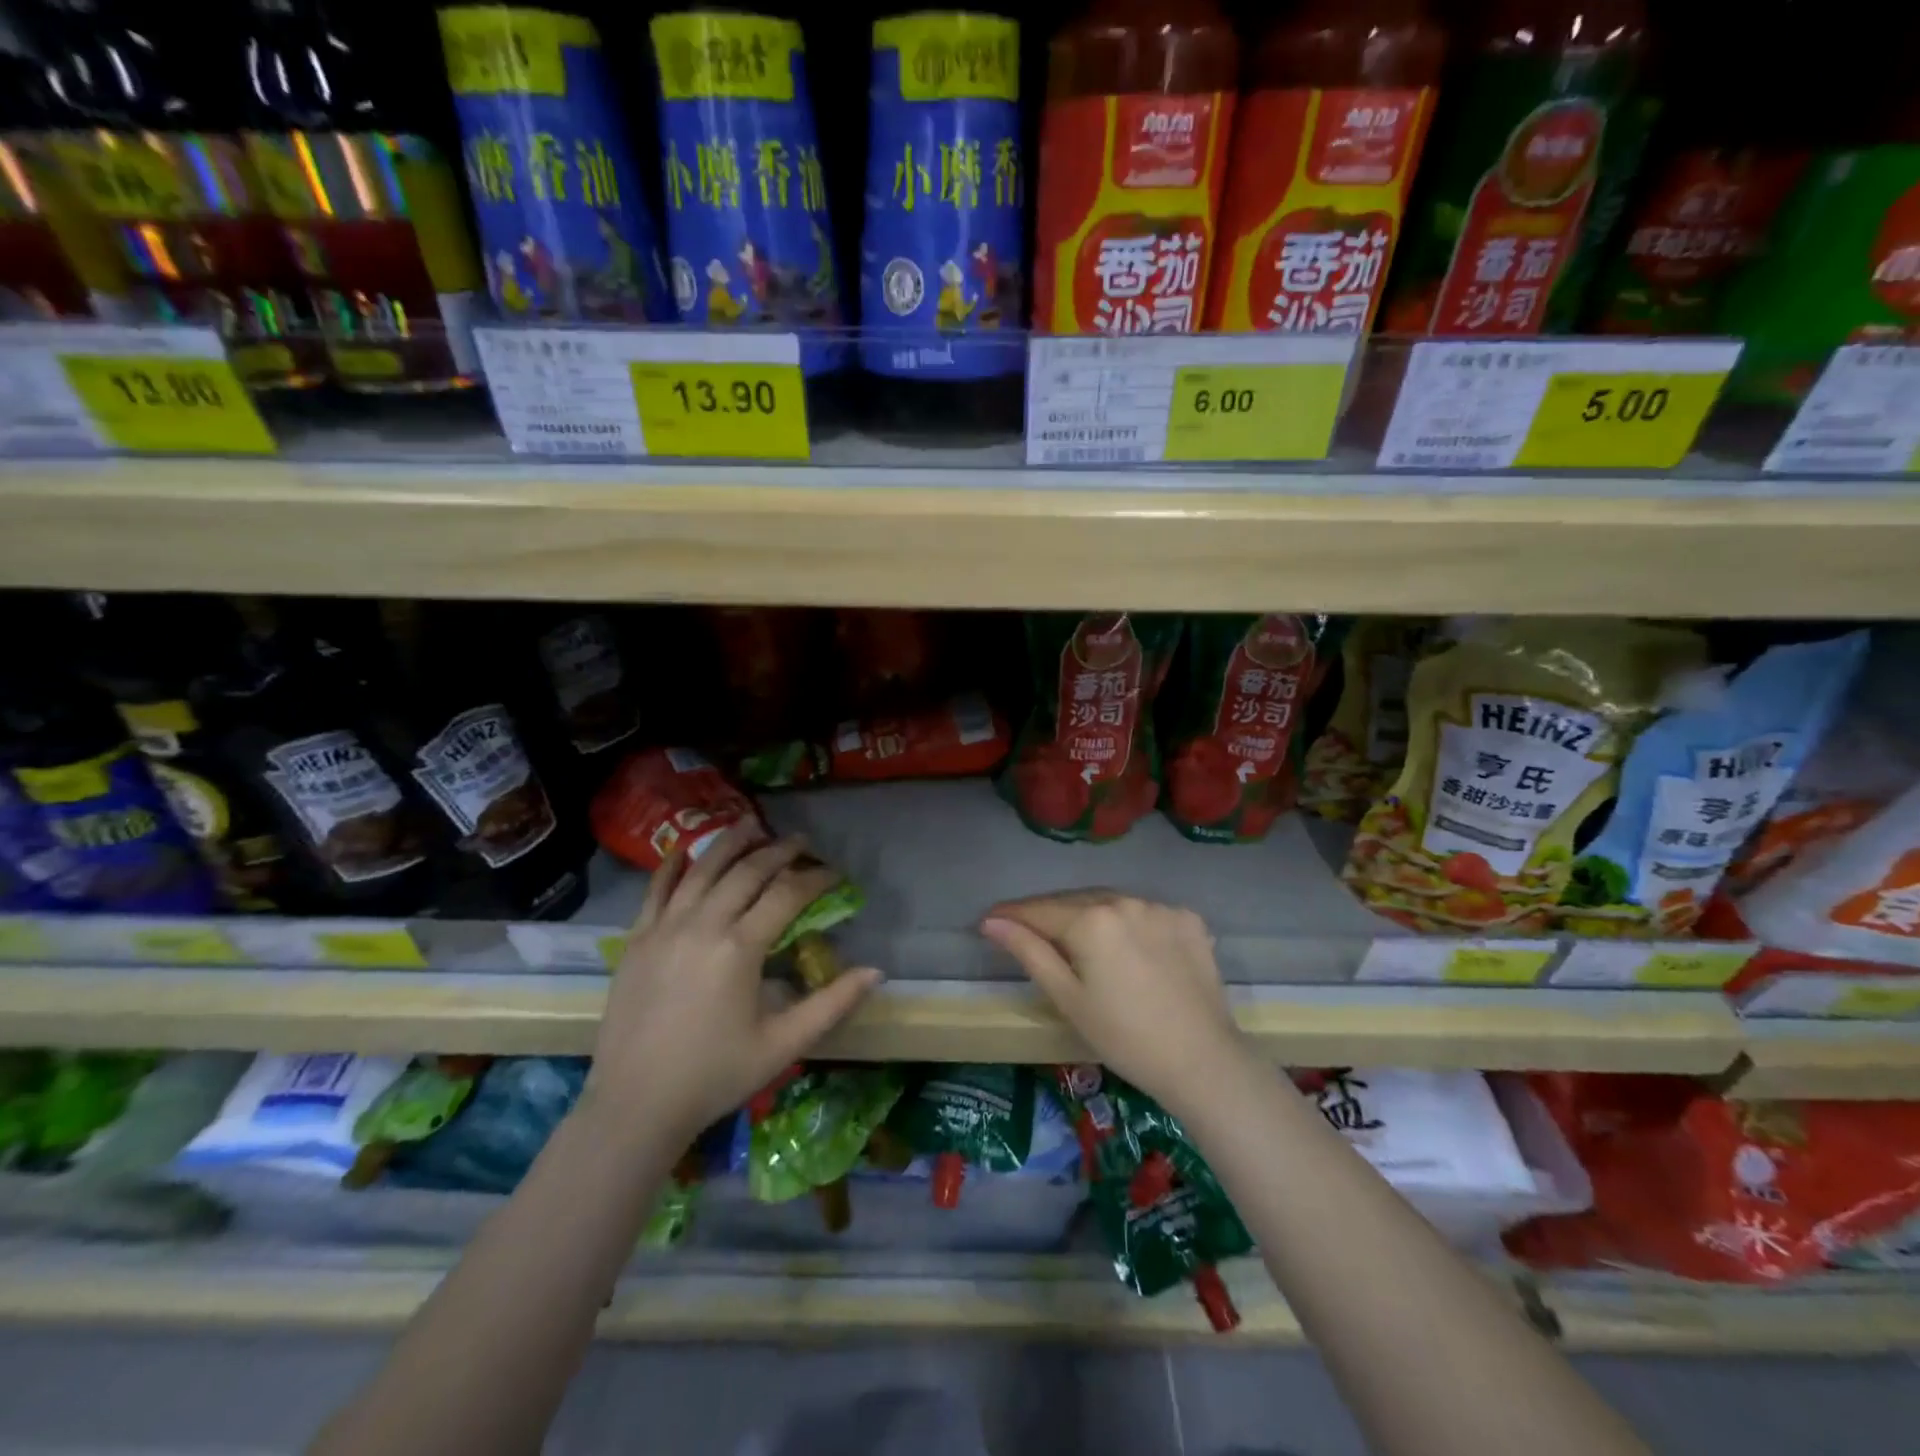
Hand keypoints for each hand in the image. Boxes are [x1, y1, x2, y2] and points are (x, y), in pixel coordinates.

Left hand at [586, 822, 879, 1141]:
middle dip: (780, 850)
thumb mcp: (784, 1044)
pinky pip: (655, 890)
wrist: (636, 1106)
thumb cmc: (716, 1075)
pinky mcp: (636, 939)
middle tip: (802, 841)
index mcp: (740, 948)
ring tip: (752, 823)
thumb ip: (832, 1003)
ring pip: (702, 869)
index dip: (816, 878)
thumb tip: (876, 971)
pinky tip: (684, 852)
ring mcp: (664, 928)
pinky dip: (672, 866)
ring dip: (730, 842)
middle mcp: (702, 924)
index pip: (788, 894)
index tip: (835, 873)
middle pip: (747, 871)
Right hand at [980, 891, 1246, 1115]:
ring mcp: (1160, 906)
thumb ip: (1029, 951)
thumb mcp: (1068, 998)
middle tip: (1026, 931)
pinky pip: (1144, 912)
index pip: (1039, 910)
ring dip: (1089, 915)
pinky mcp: (1187, 918)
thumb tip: (992, 921)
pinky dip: (1128, 923)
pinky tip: (1127, 948)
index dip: (1011, 915)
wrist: (1202, 1062)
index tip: (988, 920)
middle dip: (1048, 914)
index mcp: (1091, 919)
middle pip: (1074, 901)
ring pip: (1110, 903)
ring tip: (1077, 939)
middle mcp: (1125, 900)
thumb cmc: (1124, 1038)